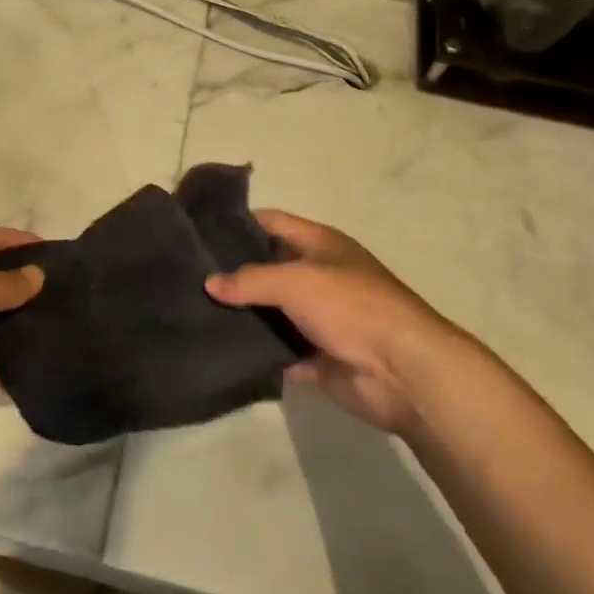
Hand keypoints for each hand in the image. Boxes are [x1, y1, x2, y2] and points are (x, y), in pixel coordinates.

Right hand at [206, 210, 463, 434]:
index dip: (239, 222)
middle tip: (190, 276)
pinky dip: (260, 353)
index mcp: (320, 245)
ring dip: (244, 315)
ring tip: (196, 313)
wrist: (403, 371)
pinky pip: (281, 352)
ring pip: (272, 312)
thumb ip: (250, 280)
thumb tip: (210, 283)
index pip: (272, 222)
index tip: (199, 230)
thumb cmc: (351, 307)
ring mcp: (320, 318)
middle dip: (234, 273)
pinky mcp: (319, 358)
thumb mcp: (296, 281)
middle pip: (269, 268)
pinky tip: (224, 351)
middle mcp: (319, 276)